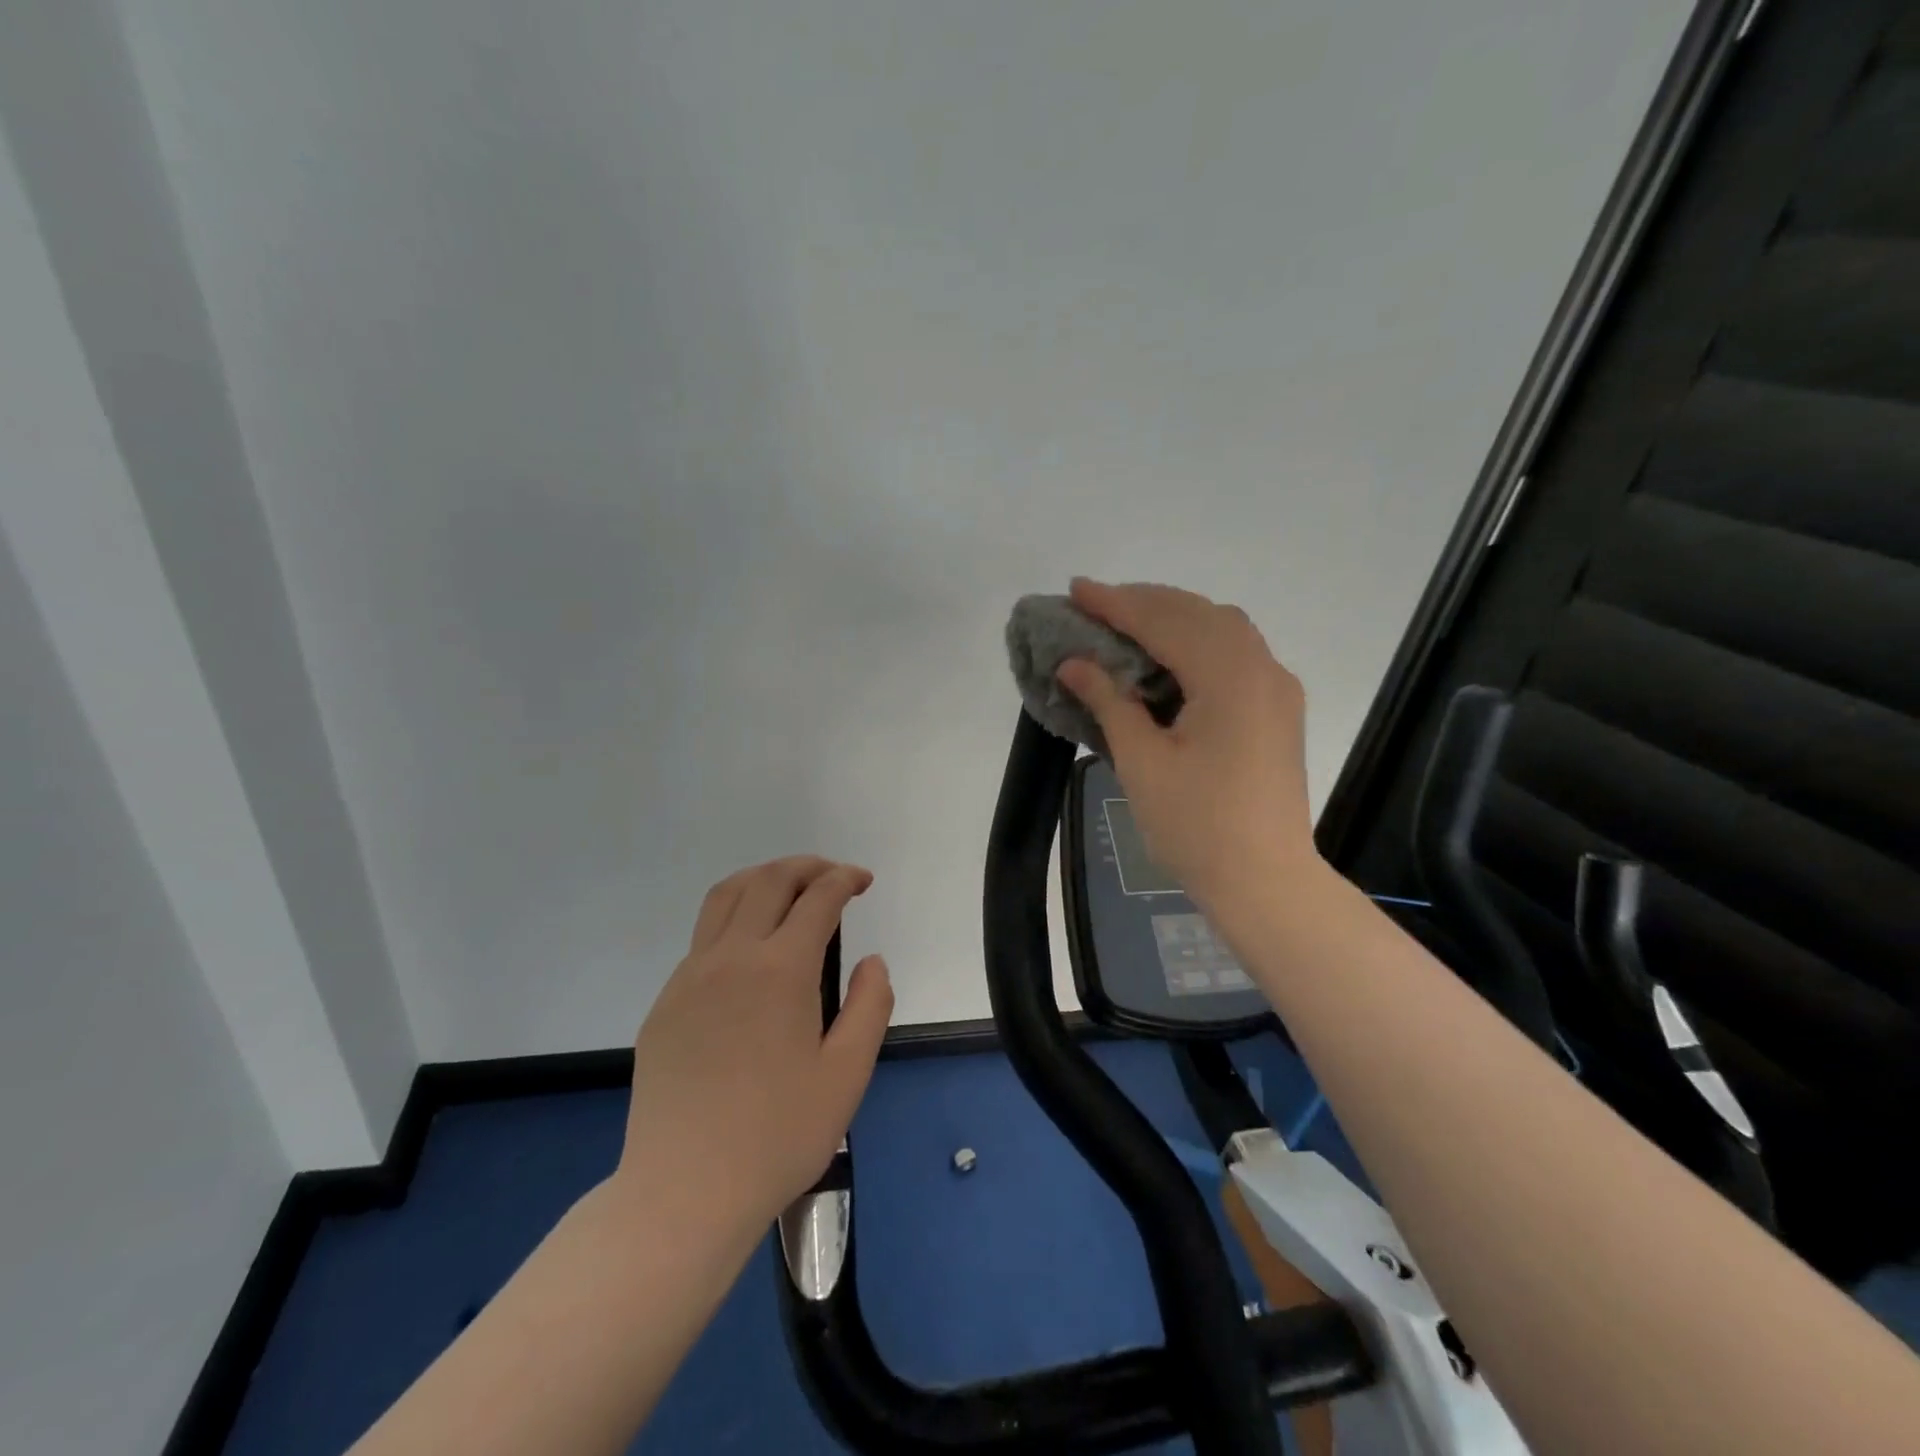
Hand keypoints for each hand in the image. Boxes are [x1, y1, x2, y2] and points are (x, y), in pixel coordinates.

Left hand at [616, 856, 893, 1236]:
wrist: (685, 1192)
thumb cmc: (779, 1135)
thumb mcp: (848, 1074)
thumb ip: (870, 1005)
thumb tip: (871, 961)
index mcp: (780, 970)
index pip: (817, 899)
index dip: (844, 880)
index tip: (862, 881)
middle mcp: (731, 958)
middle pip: (768, 881)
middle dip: (807, 867)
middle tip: (833, 876)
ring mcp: (690, 977)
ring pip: (725, 897)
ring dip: (763, 878)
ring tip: (789, 889)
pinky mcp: (665, 1003)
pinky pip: (703, 937)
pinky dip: (734, 917)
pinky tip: (750, 951)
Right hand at [1057, 579, 1317, 914]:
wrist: (1265, 881)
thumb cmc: (1197, 825)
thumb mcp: (1141, 762)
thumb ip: (1109, 701)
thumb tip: (1073, 663)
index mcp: (1229, 677)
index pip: (1164, 621)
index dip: (1116, 603)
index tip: (1075, 589)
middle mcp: (1261, 668)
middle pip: (1198, 613)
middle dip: (1144, 601)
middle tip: (1095, 604)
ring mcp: (1276, 687)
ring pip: (1222, 628)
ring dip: (1174, 617)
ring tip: (1127, 623)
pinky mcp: (1278, 708)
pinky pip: (1236, 652)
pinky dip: (1197, 640)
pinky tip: (1169, 657)